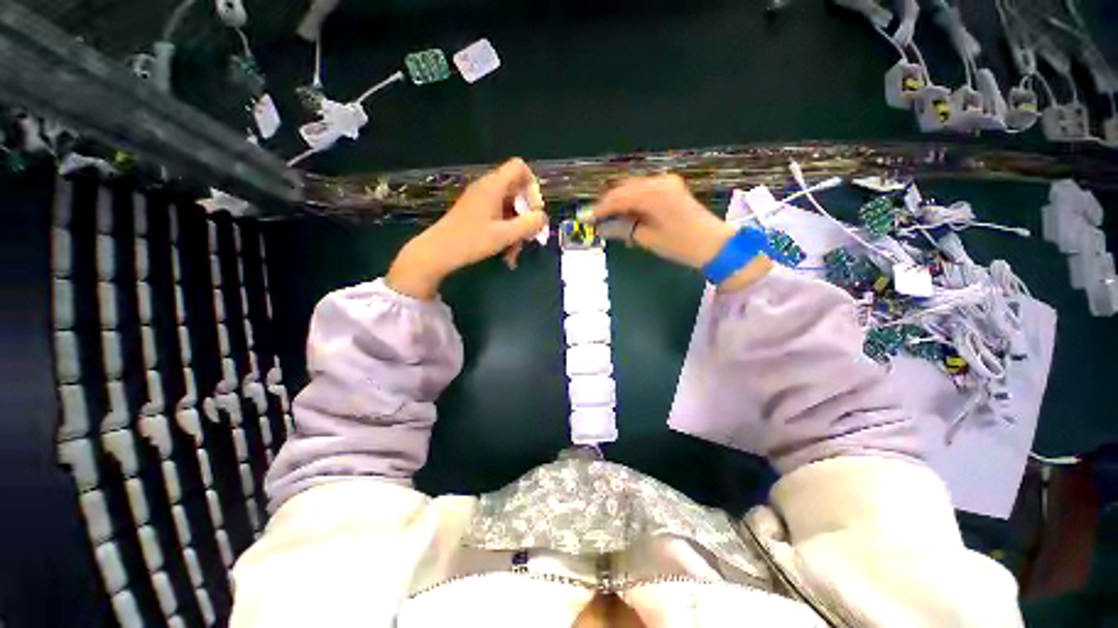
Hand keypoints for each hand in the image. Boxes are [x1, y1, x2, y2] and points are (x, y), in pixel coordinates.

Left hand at [387, 158, 546, 298]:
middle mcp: (487, 188)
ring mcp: (480, 200)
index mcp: (494, 186)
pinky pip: (499, 216)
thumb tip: (543, 217)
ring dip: (517, 229)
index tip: (534, 210)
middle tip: (529, 235)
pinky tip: (506, 254)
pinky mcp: (476, 212)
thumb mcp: (505, 235)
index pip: (520, 167)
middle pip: (517, 191)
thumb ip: (529, 224)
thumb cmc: (472, 241)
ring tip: (515, 253)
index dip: (532, 186)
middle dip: (527, 215)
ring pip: (509, 208)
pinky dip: (506, 232)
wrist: (438, 252)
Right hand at [591, 175, 770, 289]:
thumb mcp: (648, 238)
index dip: (601, 208)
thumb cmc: (680, 244)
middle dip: (609, 203)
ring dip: (620, 203)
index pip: (619, 197)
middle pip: (625, 189)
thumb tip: (602, 227)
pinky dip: (633, 202)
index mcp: (654, 194)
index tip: (588, 218)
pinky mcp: (671, 188)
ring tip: (611, 220)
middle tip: (597, 219)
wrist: (713, 244)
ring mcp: (667, 183)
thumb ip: (623, 229)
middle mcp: (659, 182)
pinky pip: (644, 191)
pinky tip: (628, 216)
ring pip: (633, 188)